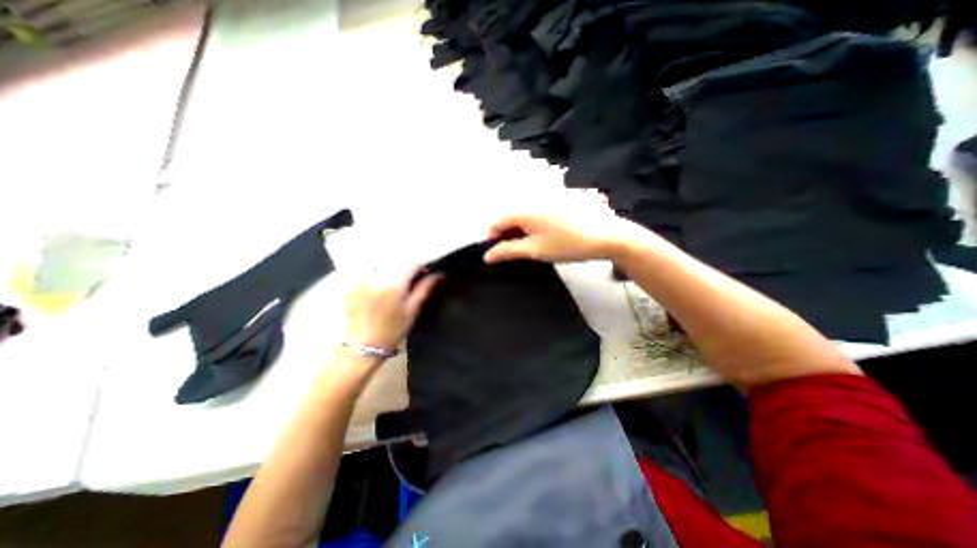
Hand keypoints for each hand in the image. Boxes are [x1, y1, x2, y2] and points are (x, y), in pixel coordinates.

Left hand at [340, 267, 436, 353]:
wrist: (363, 347)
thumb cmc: (392, 331)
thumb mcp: (412, 310)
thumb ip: (424, 289)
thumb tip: (438, 274)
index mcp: (394, 284)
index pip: (411, 263)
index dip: (421, 265)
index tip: (426, 271)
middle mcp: (377, 278)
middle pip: (396, 261)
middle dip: (407, 266)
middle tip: (413, 277)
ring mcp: (361, 279)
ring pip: (383, 264)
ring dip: (392, 268)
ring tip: (397, 281)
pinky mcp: (351, 283)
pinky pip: (367, 270)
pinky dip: (377, 272)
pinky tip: (381, 284)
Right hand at [482, 195, 637, 266]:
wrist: (606, 235)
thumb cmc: (566, 244)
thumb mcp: (534, 250)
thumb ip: (508, 251)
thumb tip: (487, 255)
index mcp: (523, 209)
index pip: (495, 222)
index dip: (490, 239)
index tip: (494, 256)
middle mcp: (531, 201)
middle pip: (508, 218)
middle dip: (504, 237)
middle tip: (510, 256)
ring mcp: (545, 201)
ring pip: (521, 217)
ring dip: (517, 233)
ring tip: (526, 250)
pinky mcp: (556, 204)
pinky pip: (534, 215)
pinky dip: (530, 228)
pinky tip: (540, 240)